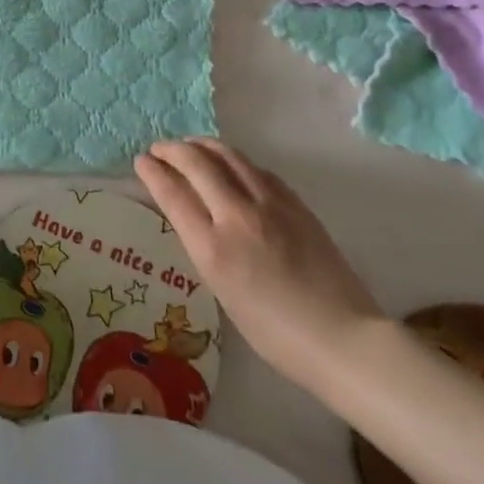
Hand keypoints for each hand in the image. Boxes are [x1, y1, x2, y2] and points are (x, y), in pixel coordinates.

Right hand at [135, 138, 381, 397]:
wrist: (341, 338)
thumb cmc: (274, 332)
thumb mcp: (222, 291)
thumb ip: (203, 246)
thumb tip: (189, 213)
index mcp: (214, 248)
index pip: (173, 193)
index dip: (152, 171)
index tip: (141, 161)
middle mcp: (238, 216)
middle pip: (196, 163)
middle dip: (171, 150)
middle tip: (159, 149)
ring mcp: (270, 204)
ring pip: (228, 155)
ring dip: (202, 145)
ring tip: (189, 146)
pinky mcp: (295, 202)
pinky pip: (255, 168)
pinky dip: (233, 160)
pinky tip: (230, 165)